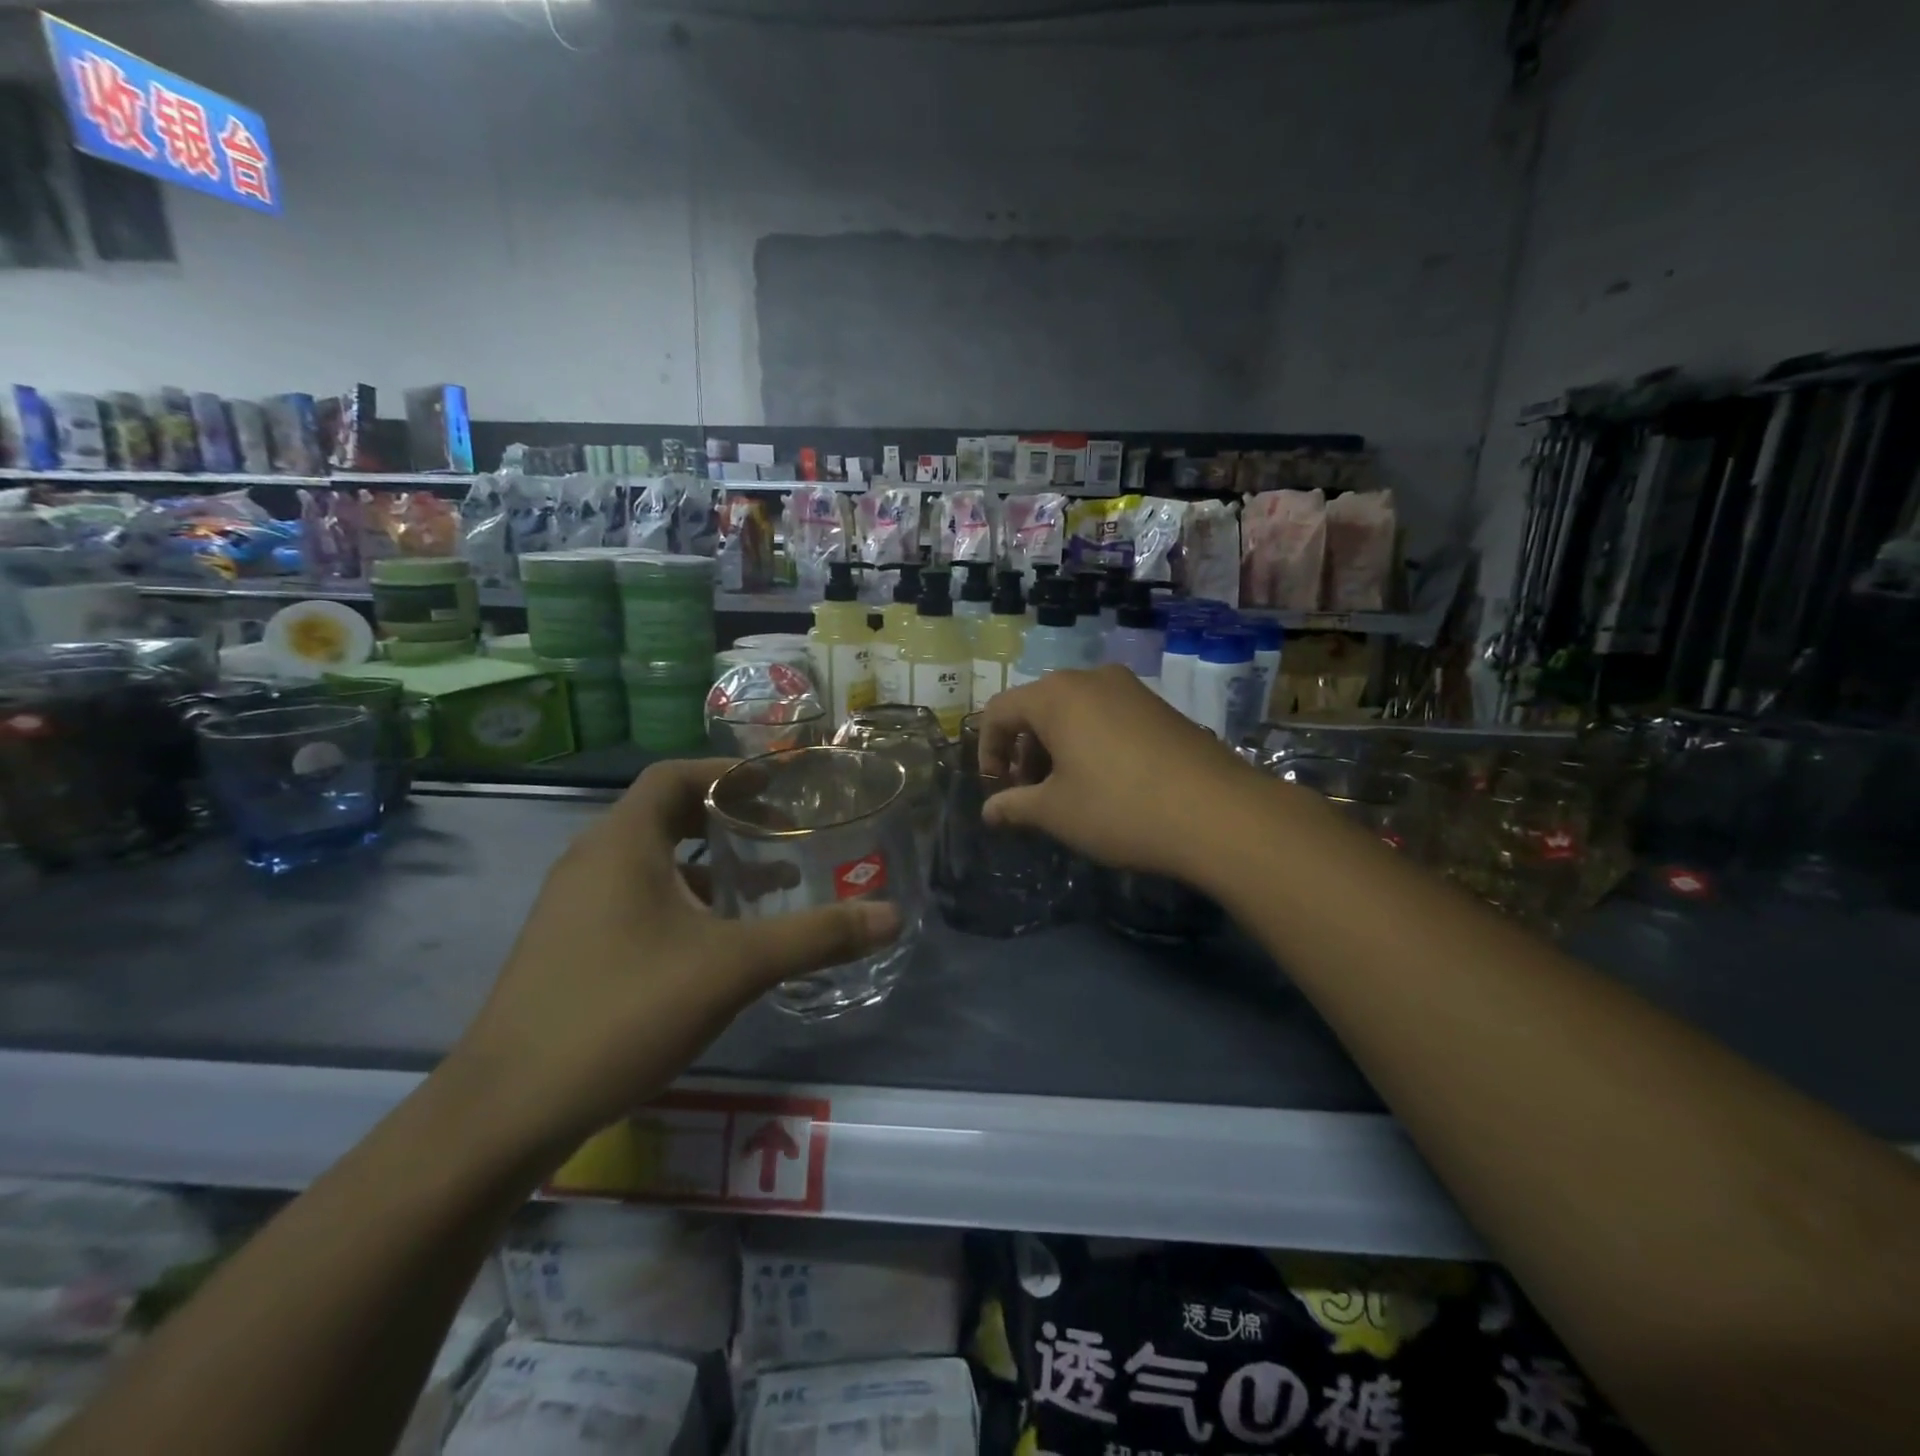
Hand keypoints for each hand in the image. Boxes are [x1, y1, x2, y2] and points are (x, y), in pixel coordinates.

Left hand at [450, 759, 899, 1150]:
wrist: (506, 1111)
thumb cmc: (623, 1011)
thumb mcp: (733, 968)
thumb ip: (815, 937)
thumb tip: (890, 916)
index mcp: (621, 843)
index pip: (673, 776)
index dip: (727, 774)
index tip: (778, 786)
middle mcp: (591, 862)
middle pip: (664, 814)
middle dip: (724, 817)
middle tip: (782, 829)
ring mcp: (574, 907)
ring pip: (651, 862)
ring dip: (706, 863)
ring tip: (764, 882)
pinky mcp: (570, 947)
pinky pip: (635, 899)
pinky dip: (681, 900)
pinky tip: (716, 941)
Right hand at [979, 665, 1253, 882]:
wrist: (1219, 812)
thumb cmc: (1119, 808)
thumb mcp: (1056, 812)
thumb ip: (1014, 806)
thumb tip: (988, 811)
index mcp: (1055, 696)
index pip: (999, 711)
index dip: (987, 750)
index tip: (996, 789)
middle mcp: (1091, 679)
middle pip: (1037, 707)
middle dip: (1024, 750)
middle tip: (1030, 793)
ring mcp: (1130, 689)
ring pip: (1074, 711)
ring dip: (1057, 747)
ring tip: (1067, 790)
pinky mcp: (1159, 706)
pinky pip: (1107, 716)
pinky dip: (1090, 742)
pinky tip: (1107, 781)